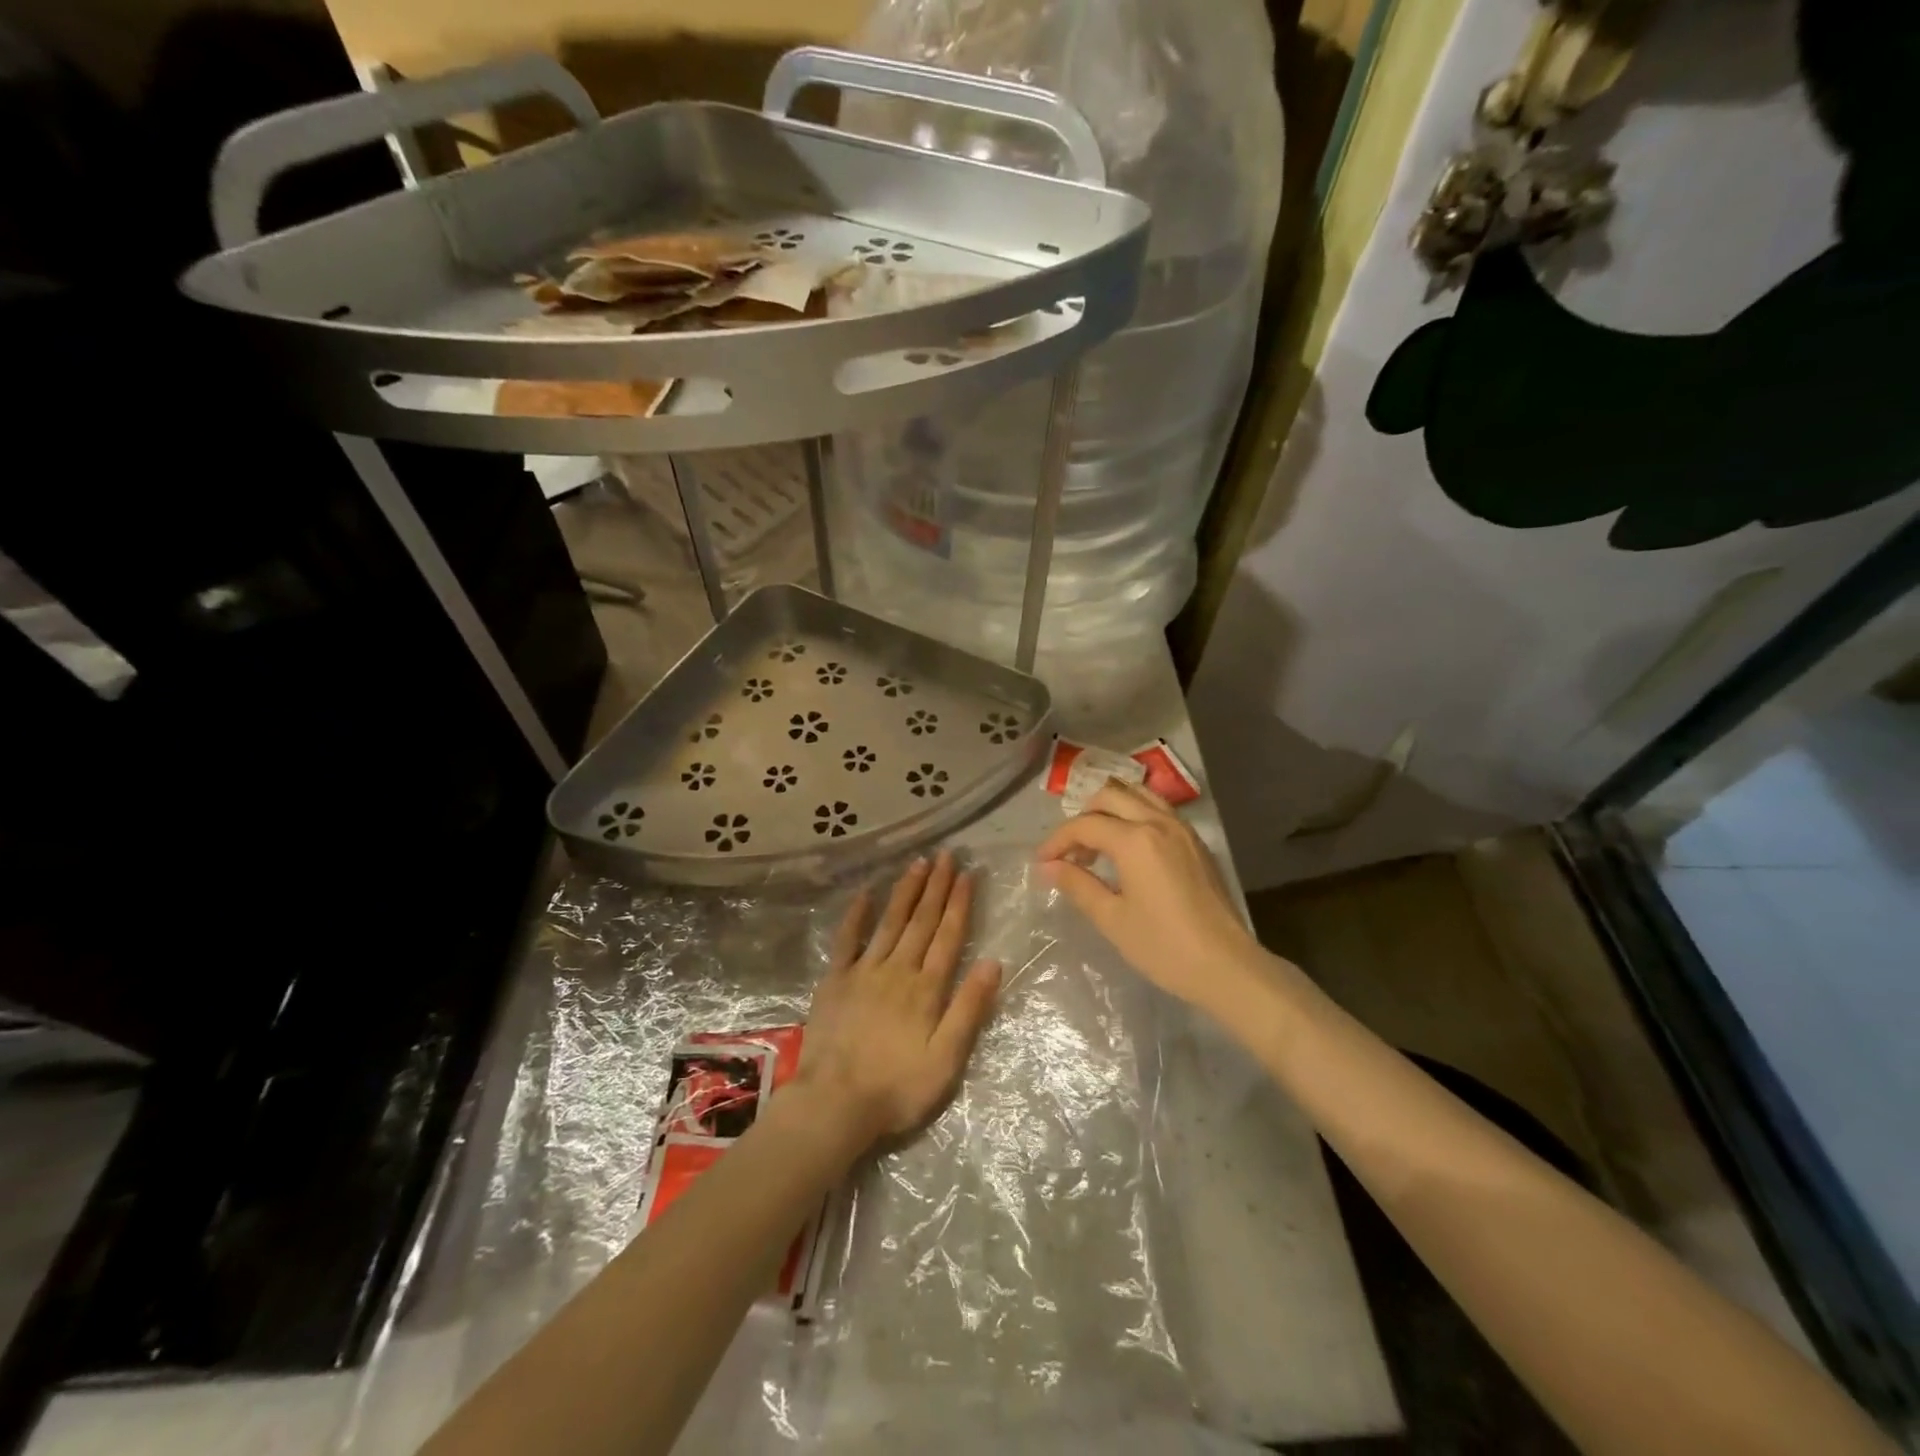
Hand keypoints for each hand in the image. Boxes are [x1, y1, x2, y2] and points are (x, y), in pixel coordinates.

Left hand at [797, 851, 1001, 1145]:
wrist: (835, 1103)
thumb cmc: (898, 1087)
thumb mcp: (946, 1059)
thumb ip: (969, 1009)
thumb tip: (994, 963)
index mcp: (927, 988)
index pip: (948, 936)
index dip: (959, 903)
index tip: (967, 874)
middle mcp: (898, 969)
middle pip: (921, 921)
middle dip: (936, 886)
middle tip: (946, 855)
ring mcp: (864, 971)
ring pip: (890, 922)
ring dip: (906, 891)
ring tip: (918, 863)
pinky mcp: (835, 980)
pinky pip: (847, 939)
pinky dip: (856, 915)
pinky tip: (865, 893)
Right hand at [1036, 781, 1265, 1015]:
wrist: (1227, 966)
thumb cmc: (1163, 947)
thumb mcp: (1112, 919)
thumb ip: (1077, 885)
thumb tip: (1048, 867)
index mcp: (1135, 840)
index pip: (1085, 825)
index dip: (1057, 841)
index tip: (1042, 862)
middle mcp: (1158, 822)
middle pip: (1109, 797)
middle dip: (1083, 818)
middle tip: (1070, 853)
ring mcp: (1182, 829)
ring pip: (1137, 796)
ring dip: (1110, 811)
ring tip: (1098, 844)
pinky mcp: (1196, 842)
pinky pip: (1158, 810)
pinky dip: (1135, 816)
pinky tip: (1128, 850)